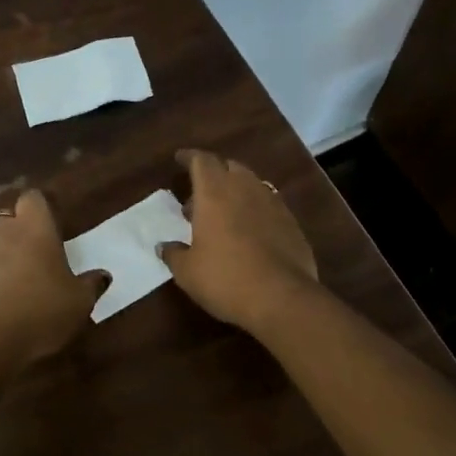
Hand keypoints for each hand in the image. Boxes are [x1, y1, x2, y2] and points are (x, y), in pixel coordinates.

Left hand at [0, 189, 105, 392]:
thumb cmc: (41, 311)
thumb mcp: (79, 302)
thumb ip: (91, 285)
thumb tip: (103, 275)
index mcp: (34, 229)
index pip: (33, 198)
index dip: (42, 208)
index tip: (53, 225)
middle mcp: (3, 234)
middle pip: (8, 219)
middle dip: (20, 231)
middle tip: (38, 253)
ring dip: (4, 256)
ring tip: (21, 282)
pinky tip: (3, 303)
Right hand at [161, 149, 318, 333]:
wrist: (282, 298)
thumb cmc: (225, 279)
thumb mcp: (187, 272)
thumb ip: (174, 254)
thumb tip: (164, 247)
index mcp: (214, 193)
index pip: (201, 160)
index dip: (189, 157)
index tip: (180, 159)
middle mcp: (245, 189)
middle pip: (229, 166)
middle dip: (214, 173)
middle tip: (199, 195)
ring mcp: (273, 203)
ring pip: (252, 184)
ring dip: (235, 191)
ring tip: (223, 214)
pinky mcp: (292, 223)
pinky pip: (268, 205)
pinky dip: (255, 210)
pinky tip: (249, 232)